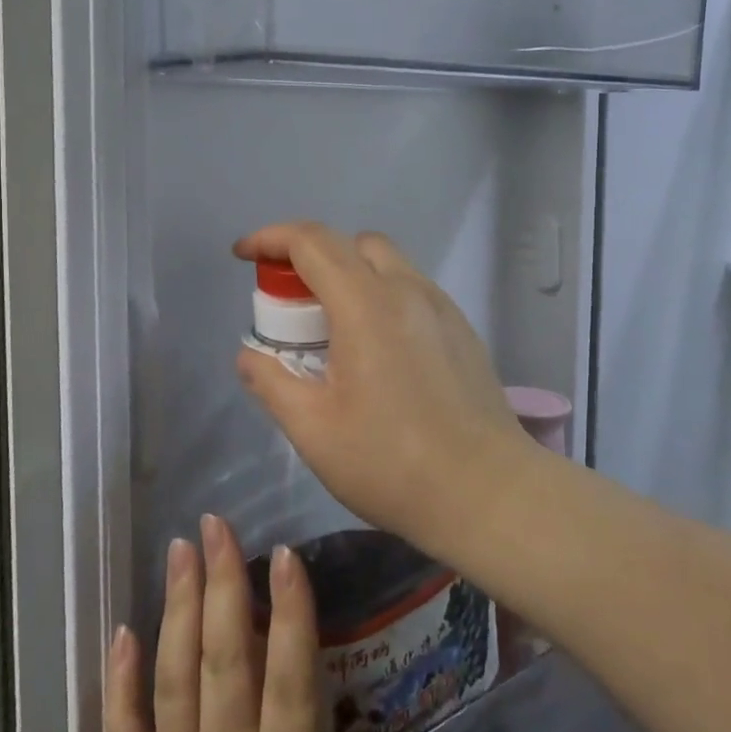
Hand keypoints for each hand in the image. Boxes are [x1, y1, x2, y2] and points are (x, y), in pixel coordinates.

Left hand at [107, 514, 429, 731]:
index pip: (291, 682)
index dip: (289, 614)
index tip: (286, 556)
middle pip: (224, 662)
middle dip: (221, 584)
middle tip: (217, 524)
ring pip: (175, 680)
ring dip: (176, 608)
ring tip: (180, 549)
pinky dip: (118, 683)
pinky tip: (121, 632)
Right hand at [233, 223, 534, 559]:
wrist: (487, 493)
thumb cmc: (391, 462)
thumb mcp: (313, 429)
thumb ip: (272, 383)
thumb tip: (249, 357)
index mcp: (366, 304)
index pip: (312, 241)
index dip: (270, 238)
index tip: (243, 255)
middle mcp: (406, 290)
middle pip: (351, 243)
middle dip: (310, 255)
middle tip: (288, 301)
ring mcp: (441, 307)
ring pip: (386, 262)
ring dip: (348, 273)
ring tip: (331, 327)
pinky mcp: (461, 330)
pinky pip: (411, 289)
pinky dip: (380, 294)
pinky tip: (376, 348)